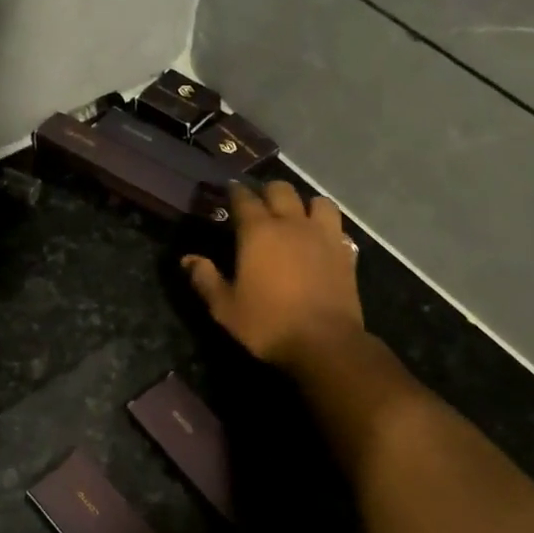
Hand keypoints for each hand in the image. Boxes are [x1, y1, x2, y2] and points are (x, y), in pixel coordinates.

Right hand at [181, 181, 363, 368]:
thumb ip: (205, 279)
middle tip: (260, 204)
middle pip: (281, 190)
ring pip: (317, 201)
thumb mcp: (225, 308)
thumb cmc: (268, 324)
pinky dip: (326, 227)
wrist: (324, 343)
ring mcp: (323, 235)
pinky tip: (321, 240)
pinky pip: (337, 226)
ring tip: (296, 217)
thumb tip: (188, 259)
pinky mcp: (346, 252)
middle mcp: (292, 224)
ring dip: (304, 204)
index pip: (244, 199)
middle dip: (268, 191)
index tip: (229, 190)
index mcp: (258, 232)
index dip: (235, 191)